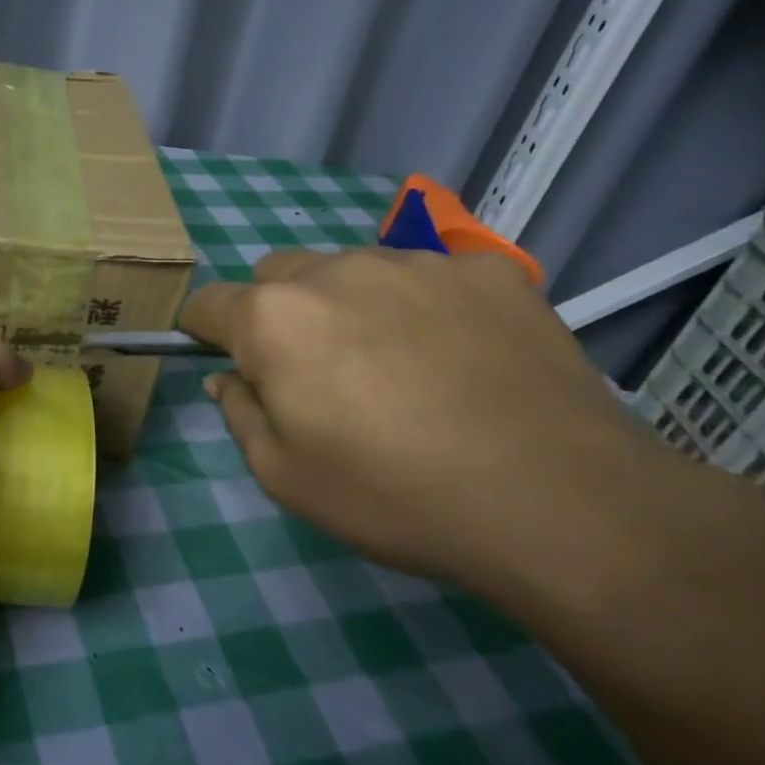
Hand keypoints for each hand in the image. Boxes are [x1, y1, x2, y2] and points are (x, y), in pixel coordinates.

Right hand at [179, 248, 673, 595]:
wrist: (559, 503)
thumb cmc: (395, 496)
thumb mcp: (284, 476)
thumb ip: (239, 412)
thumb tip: (229, 376)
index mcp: (274, 318)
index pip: (207, 303)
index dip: (204, 332)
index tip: (226, 362)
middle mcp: (336, 269)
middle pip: (277, 275)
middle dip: (276, 313)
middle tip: (318, 373)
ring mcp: (416, 261)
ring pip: (352, 269)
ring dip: (349, 304)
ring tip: (399, 368)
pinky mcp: (487, 269)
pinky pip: (429, 275)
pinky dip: (423, 305)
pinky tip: (461, 357)